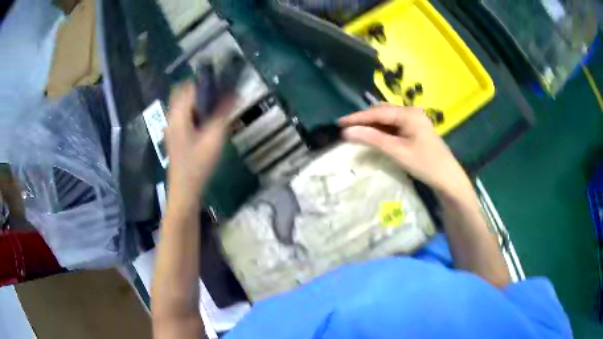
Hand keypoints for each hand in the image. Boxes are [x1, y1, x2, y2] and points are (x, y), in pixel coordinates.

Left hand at [165, 83, 228, 207]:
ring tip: (216, 106)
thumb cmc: (198, 164)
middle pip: (183, 93)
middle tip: (219, 94)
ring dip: (198, 101)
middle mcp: (172, 117)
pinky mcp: (174, 136)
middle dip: (200, 90)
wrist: (185, 189)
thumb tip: (234, 93)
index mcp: (178, 114)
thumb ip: (223, 113)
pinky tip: (207, 122)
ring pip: (183, 105)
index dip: (205, 81)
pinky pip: (183, 115)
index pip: (189, 86)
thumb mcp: (214, 137)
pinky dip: (195, 112)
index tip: (221, 82)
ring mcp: (171, 127)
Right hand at [339, 105, 474, 200]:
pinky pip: (394, 126)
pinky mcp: (415, 129)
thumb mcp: (397, 151)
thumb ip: (372, 139)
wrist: (448, 178)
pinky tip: (373, 135)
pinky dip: (382, 130)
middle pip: (382, 112)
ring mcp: (414, 120)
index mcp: (408, 113)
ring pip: (388, 119)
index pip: (377, 112)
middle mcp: (411, 112)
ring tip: (355, 131)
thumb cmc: (425, 164)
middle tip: (345, 127)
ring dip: (372, 125)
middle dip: (363, 119)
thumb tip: (347, 132)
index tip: (339, 123)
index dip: (357, 117)